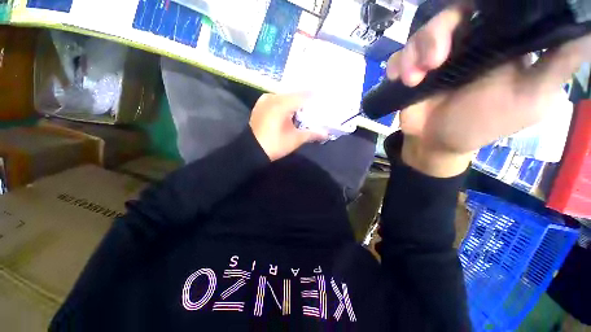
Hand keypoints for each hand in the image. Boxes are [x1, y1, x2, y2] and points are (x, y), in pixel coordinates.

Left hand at [250, 93, 327, 160]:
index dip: (315, 97)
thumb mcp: (295, 140)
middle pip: (294, 95)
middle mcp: (273, 97)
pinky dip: (286, 104)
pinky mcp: (261, 105)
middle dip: (306, 101)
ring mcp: (265, 100)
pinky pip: (277, 100)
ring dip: (295, 102)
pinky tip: (291, 110)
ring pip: (286, 97)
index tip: (325, 98)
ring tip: (305, 109)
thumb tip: (326, 133)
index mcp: (282, 104)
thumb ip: (311, 134)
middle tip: (316, 106)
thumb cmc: (274, 145)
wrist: (251, 150)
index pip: (304, 96)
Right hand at [388, 5, 590, 176]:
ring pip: (419, 35)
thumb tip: (584, 23)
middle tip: (434, 61)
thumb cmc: (484, 124)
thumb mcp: (533, 96)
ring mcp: (434, 57)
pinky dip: (397, 66)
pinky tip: (401, 79)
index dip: (481, 4)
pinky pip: (399, 57)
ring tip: (414, 79)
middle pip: (449, 15)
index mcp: (496, 42)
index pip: (491, 7)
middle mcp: (466, 43)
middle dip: (436, 34)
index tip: (473, 14)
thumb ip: (559, 61)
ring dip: (413, 55)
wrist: (437, 143)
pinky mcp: (411, 71)